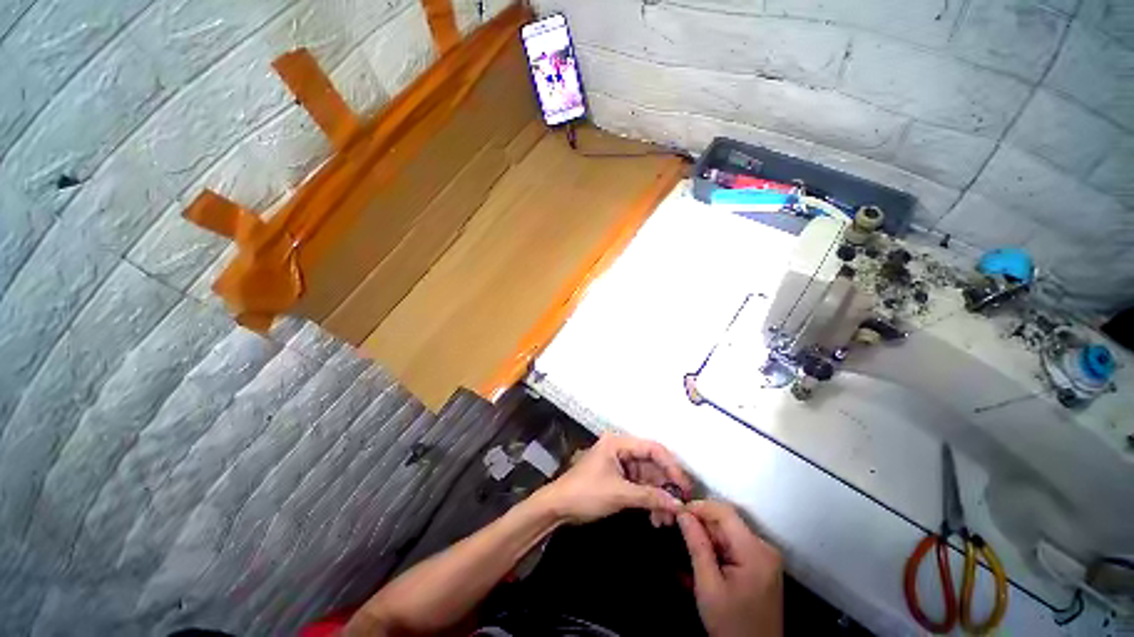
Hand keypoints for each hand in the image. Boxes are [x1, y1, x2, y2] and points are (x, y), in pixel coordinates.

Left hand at [536, 433, 690, 525]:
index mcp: (618, 443)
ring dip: (658, 498)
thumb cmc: (586, 493)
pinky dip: (648, 501)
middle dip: (665, 487)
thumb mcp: (619, 494)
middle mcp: (621, 450)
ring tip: (666, 520)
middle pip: (652, 464)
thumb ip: (649, 497)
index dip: (671, 467)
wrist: (558, 507)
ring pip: (648, 478)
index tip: (685, 488)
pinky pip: (640, 487)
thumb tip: (679, 504)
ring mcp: (620, 464)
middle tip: (679, 509)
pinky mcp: (618, 478)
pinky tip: (656, 518)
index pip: (652, 449)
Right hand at [678, 500, 783, 636]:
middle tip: (678, 532)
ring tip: (686, 548)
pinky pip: (733, 546)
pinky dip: (716, 549)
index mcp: (756, 552)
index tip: (678, 512)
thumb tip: (683, 514)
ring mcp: (764, 558)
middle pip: (727, 523)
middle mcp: (764, 549)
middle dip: (701, 525)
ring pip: (728, 533)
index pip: (725, 512)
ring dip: (706, 538)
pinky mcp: (760, 566)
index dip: (700, 506)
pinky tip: (701, 560)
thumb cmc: (732, 624)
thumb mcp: (709, 586)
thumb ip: (697, 546)